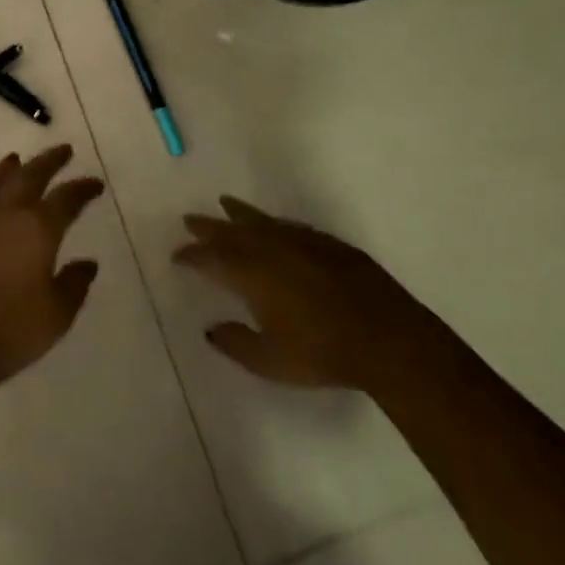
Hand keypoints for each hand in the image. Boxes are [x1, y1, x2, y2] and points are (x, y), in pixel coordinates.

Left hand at [0, 145, 105, 391]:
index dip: (83, 189)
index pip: (67, 199)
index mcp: (37, 229)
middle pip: (30, 176)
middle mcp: (4, 213)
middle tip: (63, 150)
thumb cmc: (7, 333)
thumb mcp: (55, 317)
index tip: (94, 184)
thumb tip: (87, 263)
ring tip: (17, 159)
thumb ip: (74, 285)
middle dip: (49, 161)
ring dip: (8, 169)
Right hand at [174, 196, 416, 389]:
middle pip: (232, 231)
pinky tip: (273, 225)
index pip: (212, 258)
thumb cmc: (322, 352)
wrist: (387, 337)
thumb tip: (211, 329)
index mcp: (251, 274)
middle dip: (208, 227)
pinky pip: (289, 225)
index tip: (177, 255)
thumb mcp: (270, 360)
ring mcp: (302, 242)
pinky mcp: (328, 244)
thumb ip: (236, 343)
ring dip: (239, 214)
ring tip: (225, 204)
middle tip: (190, 220)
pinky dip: (273, 223)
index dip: (192, 255)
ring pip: (262, 221)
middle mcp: (271, 249)